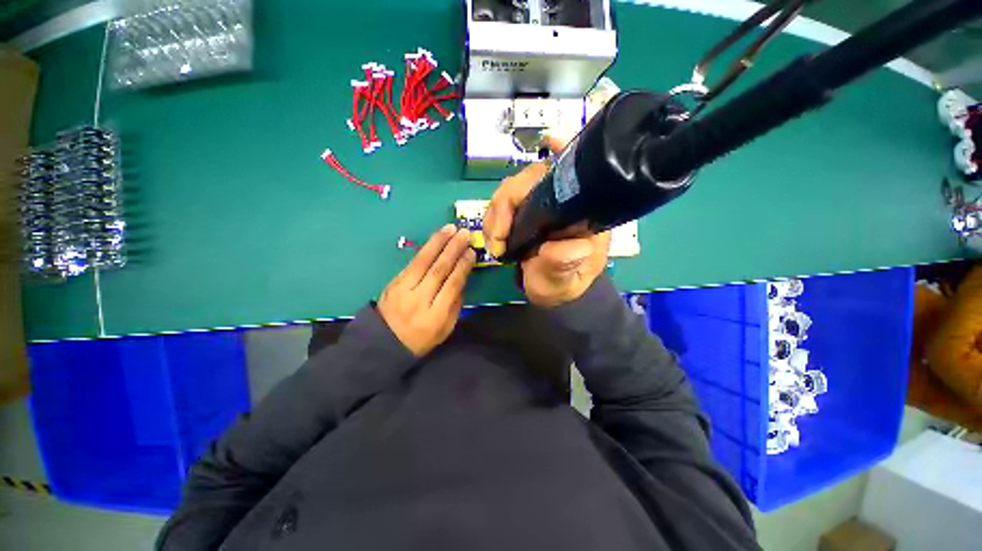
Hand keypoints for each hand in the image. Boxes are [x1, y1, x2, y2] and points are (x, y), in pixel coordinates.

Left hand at [378, 225, 476, 355]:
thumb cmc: (421, 338)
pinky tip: (435, 239)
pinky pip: (412, 262)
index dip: (463, 267)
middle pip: (438, 270)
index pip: (452, 285)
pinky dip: (425, 249)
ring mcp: (403, 289)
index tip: (472, 252)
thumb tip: (462, 278)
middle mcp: (418, 300)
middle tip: (465, 233)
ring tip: (450, 228)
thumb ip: (455, 305)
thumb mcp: (445, 329)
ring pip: (422, 261)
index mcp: (434, 316)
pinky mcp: (393, 282)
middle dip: (453, 249)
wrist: (384, 342)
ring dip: (438, 242)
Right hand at [483, 137, 610, 307]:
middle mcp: (558, 201)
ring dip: (495, 215)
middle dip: (505, 204)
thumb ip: (564, 262)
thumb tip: (556, 245)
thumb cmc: (565, 284)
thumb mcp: (567, 279)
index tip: (548, 140)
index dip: (561, 150)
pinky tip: (494, 239)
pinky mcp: (521, 215)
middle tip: (499, 239)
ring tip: (495, 245)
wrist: (553, 293)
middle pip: (528, 179)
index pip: (571, 172)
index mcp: (580, 211)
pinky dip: (492, 220)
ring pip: (509, 191)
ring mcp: (537, 206)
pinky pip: (500, 206)